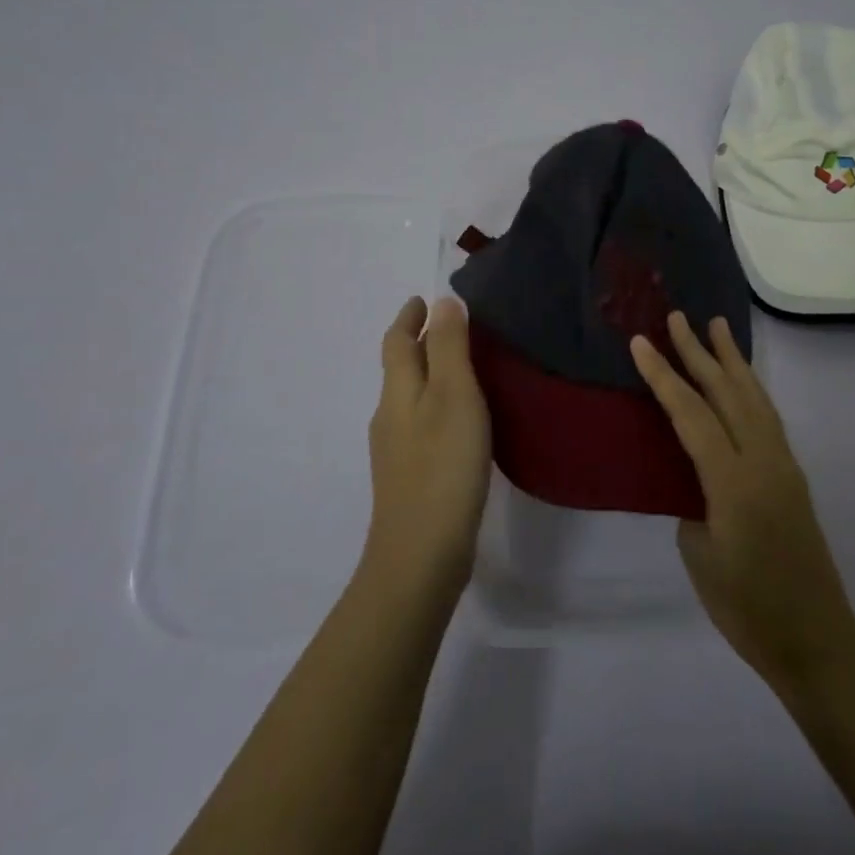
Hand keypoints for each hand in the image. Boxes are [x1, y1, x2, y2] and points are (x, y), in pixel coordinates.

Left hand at [364, 296, 491, 600]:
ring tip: (464, 367)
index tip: (422, 299)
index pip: (397, 342)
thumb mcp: (453, 396)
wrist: (420, 555)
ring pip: (411, 397)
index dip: (408, 317)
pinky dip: (437, 405)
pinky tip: (462, 421)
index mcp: (397, 391)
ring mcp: (396, 451)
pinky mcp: (410, 477)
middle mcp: (390, 416)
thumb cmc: (442, 466)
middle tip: (453, 327)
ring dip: (430, 374)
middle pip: (400, 368)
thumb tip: (442, 301)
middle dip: (420, 343)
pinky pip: (421, 424)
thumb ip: (449, 347)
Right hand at [631, 312, 854, 691]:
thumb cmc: (747, 609)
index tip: (641, 343)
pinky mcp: (793, 476)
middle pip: (728, 393)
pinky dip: (750, 388)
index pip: (692, 415)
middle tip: (678, 318)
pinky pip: (767, 417)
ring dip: (733, 360)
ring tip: (718, 327)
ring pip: (755, 398)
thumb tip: (693, 477)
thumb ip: (692, 503)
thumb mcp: (701, 555)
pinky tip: (741, 381)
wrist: (816, 639)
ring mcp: (784, 465)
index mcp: (733, 482)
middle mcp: (763, 461)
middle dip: (700, 352)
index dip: (664, 377)